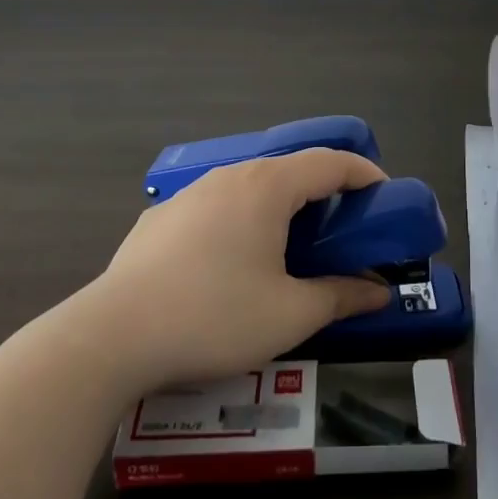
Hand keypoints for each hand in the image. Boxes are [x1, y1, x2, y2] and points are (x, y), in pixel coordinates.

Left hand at [79, 149, 392, 391]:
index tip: (385, 194)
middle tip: (343, 227)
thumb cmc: (214, 317)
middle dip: (324, 192)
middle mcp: (230, 176)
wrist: (112, 336)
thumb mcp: (290, 315)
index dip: (364, 174)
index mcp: (267, 187)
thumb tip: (378, 291)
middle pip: (290, 171)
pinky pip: (215, 207)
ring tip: (290, 245)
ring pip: (249, 187)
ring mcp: (190, 194)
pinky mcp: (160, 218)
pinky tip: (230, 262)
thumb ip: (340, 295)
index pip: (330, 162)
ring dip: (280, 206)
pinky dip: (240, 221)